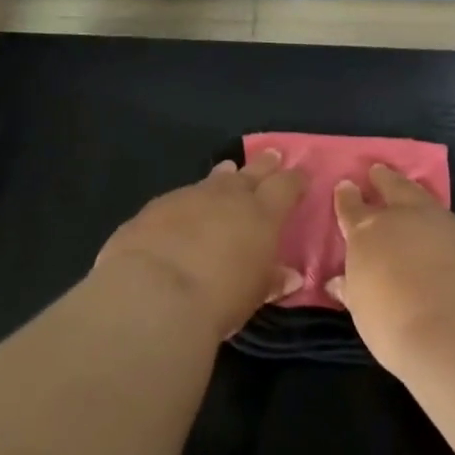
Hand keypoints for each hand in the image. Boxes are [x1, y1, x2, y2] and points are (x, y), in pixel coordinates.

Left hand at [97, 149, 306, 340]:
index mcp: (262, 214)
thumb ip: (272, 280)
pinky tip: (184, 210)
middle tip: (272, 156)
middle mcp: (228, 196)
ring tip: (228, 171)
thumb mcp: (254, 294)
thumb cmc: (219, 298)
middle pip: (251, 172)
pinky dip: (189, 201)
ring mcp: (189, 196)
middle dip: (264, 165)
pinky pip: (180, 197)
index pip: (286, 186)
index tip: (301, 176)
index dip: (295, 180)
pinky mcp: (154, 207)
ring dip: (223, 177)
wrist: (153, 293)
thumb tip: (290, 276)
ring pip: (213, 180)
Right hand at [330, 165, 454, 375]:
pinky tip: (447, 239)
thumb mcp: (364, 311)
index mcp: (369, 233)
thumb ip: (353, 289)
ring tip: (413, 197)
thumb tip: (338, 281)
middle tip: (378, 170)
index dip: (347, 197)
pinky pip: (454, 226)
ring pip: (427, 201)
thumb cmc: (396, 327)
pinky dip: (444, 228)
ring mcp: (445, 224)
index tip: (345, 185)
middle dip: (384, 179)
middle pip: (393, 188)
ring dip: (417, 197)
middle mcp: (406, 218)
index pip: (352, 207)